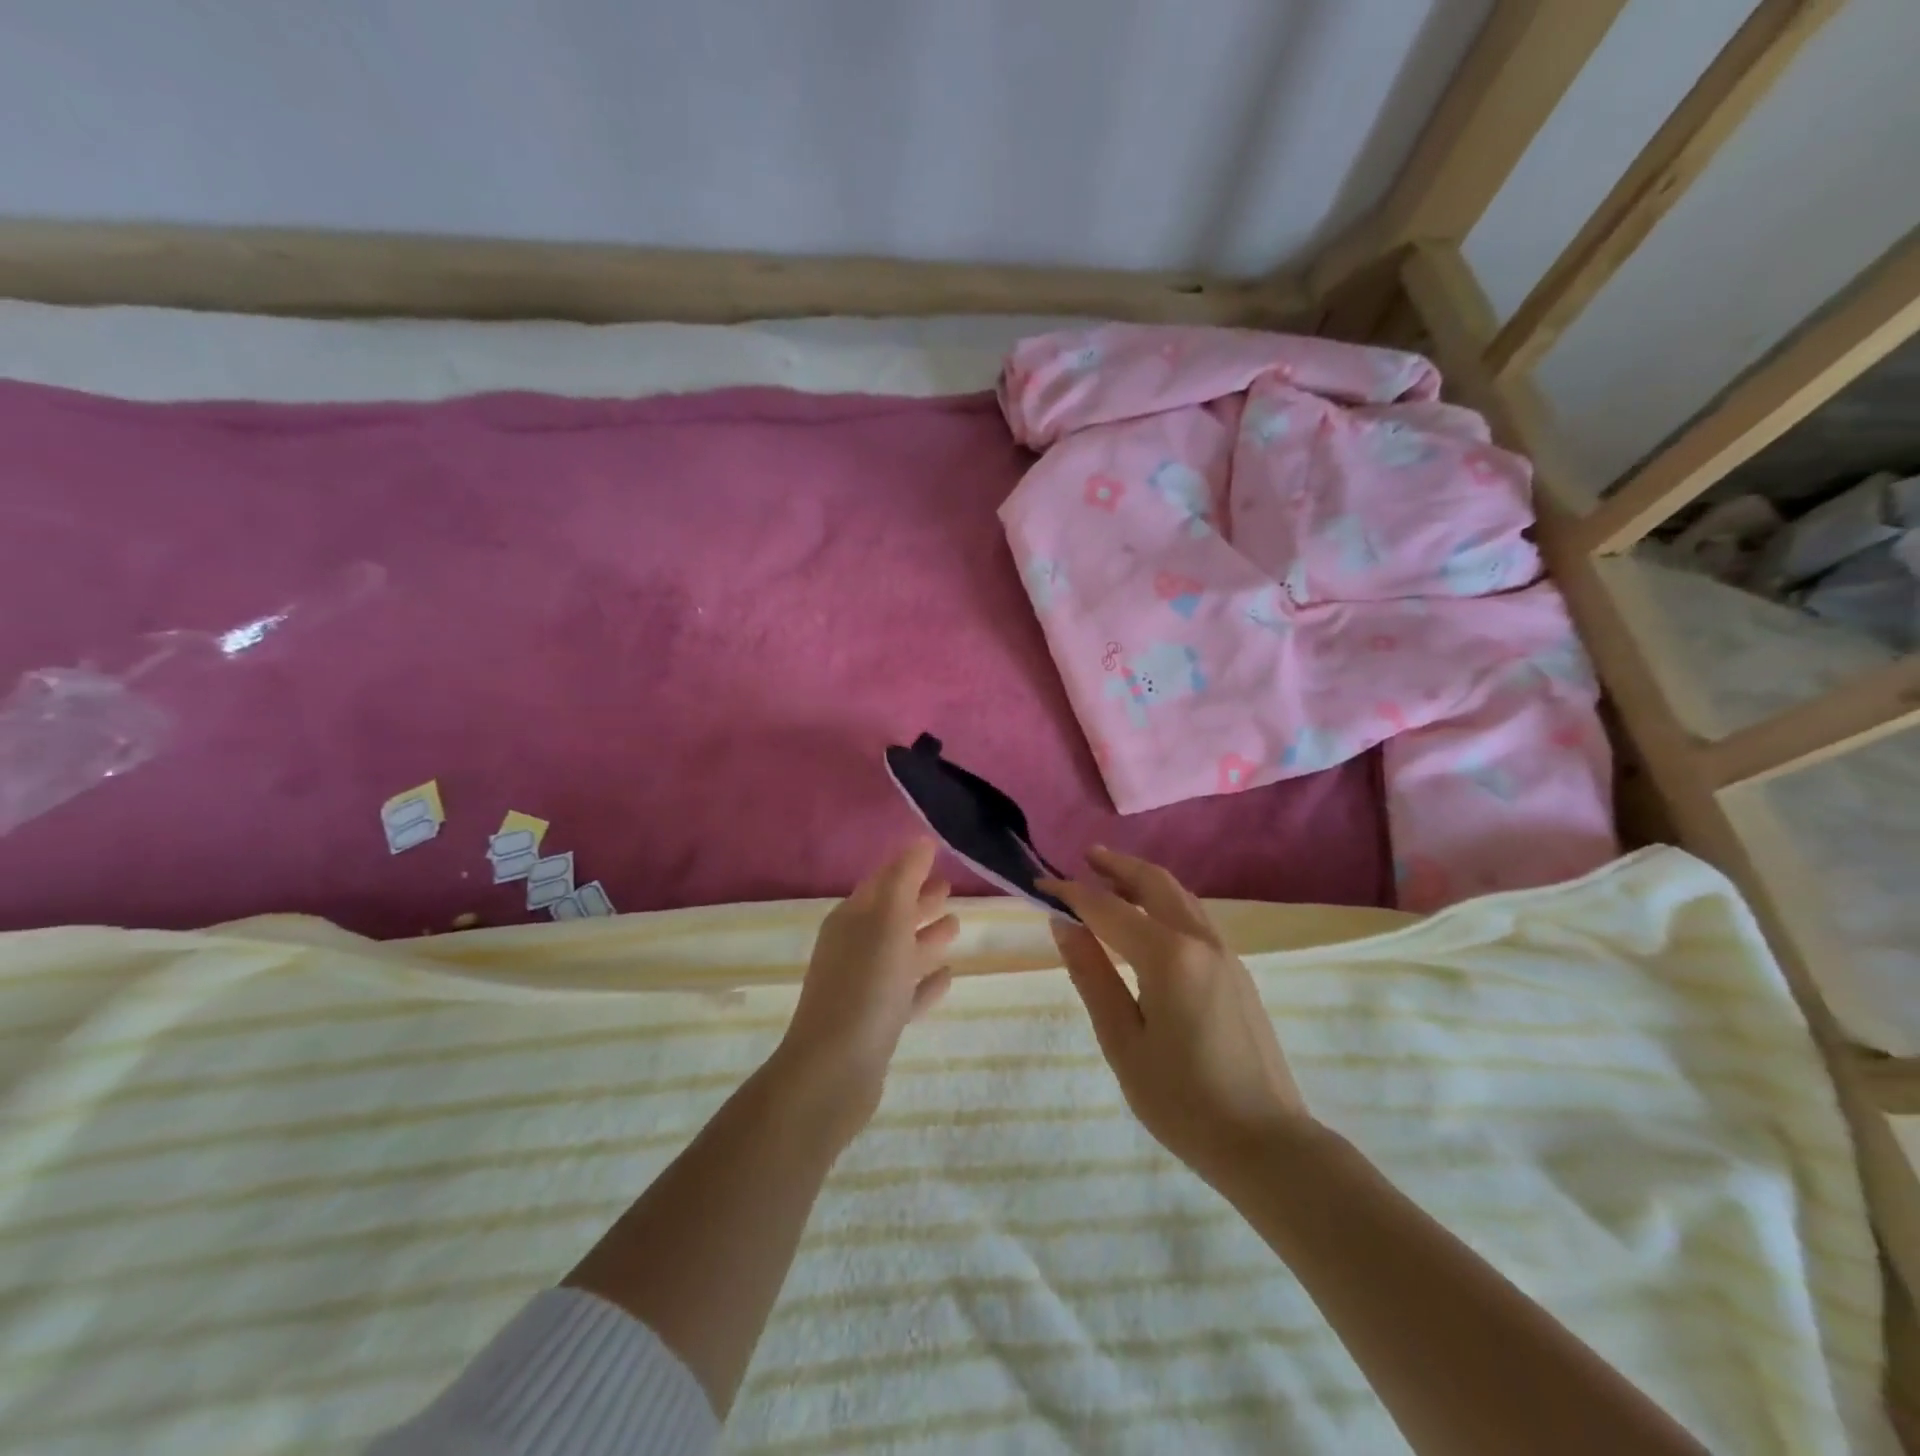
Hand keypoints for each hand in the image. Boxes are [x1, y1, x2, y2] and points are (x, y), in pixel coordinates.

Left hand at [774, 840, 959, 1139]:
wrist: (834, 1071)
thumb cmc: (864, 986)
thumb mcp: (887, 922)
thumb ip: (905, 879)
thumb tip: (920, 841)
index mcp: (851, 921)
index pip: (882, 884)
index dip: (907, 869)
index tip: (936, 856)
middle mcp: (854, 949)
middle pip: (892, 917)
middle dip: (919, 902)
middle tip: (950, 890)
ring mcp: (865, 988)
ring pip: (901, 954)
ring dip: (926, 939)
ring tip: (956, 927)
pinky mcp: (877, 1023)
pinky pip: (907, 993)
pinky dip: (926, 982)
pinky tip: (948, 977)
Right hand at [1041, 846, 1310, 1190]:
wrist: (1266, 1144)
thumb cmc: (1182, 1101)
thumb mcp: (1122, 1041)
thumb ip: (1092, 975)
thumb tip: (1064, 924)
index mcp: (1168, 956)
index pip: (1107, 908)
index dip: (1071, 893)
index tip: (1040, 884)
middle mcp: (1200, 941)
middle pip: (1155, 882)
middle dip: (1117, 865)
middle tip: (1085, 857)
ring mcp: (1225, 954)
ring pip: (1180, 896)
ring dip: (1143, 880)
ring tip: (1111, 881)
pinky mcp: (1236, 971)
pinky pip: (1195, 917)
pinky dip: (1165, 902)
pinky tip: (1148, 921)